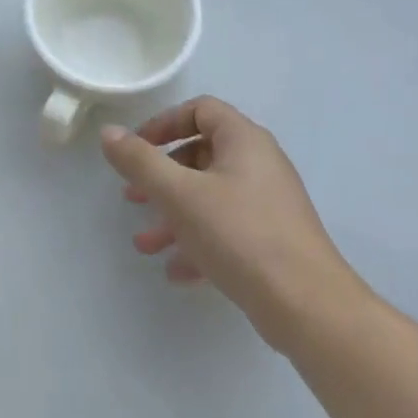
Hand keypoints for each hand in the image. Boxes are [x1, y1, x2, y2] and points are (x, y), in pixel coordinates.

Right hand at [101, 97, 366, 353]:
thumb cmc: (240, 235)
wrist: (308, 307)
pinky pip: (227, 229)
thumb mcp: (180, 194)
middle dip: (161, 177)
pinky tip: (176, 270)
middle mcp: (259, 164)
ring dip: (174, 216)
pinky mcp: (273, 240)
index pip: (201, 110)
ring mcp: (269, 204)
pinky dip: (198, 241)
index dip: (164, 123)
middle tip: (133, 198)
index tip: (137, 148)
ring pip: (210, 197)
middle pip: (201, 155)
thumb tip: (108, 132)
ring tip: (145, 244)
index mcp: (243, 140)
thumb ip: (141, 161)